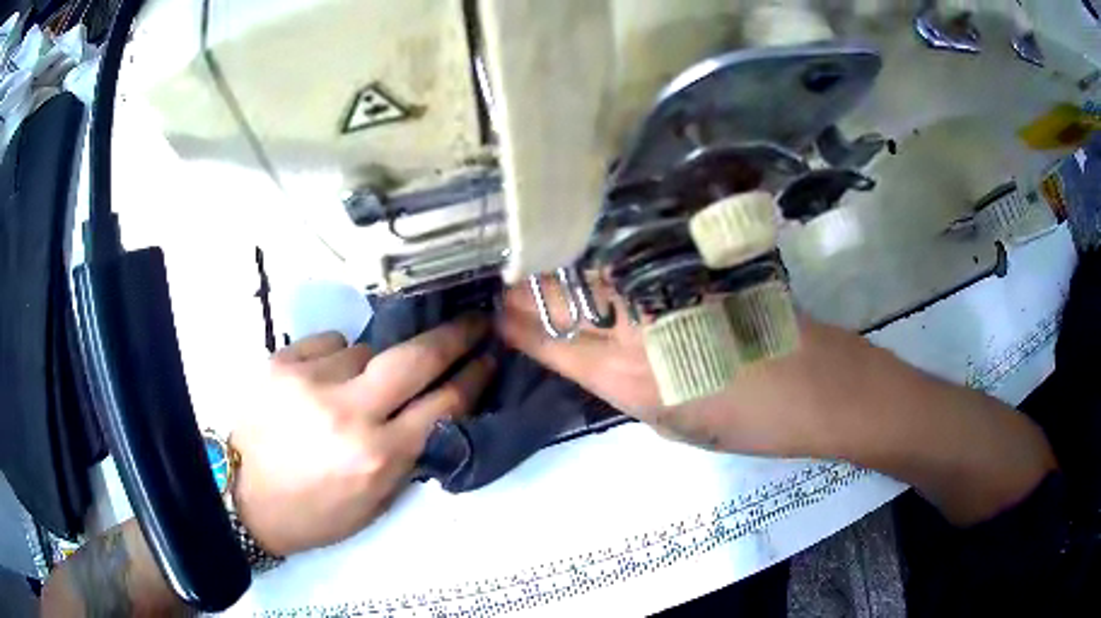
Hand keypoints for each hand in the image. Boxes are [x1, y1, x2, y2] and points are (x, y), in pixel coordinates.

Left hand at [232, 316, 494, 555]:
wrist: (243, 498)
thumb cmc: (314, 513)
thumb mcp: (375, 504)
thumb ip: (408, 457)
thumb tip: (436, 412)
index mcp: (378, 456)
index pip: (443, 405)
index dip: (472, 377)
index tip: (488, 356)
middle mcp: (349, 412)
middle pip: (415, 358)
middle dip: (453, 335)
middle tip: (472, 320)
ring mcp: (312, 380)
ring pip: (366, 349)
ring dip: (373, 364)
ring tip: (354, 388)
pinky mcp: (282, 362)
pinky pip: (329, 342)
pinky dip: (335, 357)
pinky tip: (322, 381)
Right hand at [501, 280, 1053, 524]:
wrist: (822, 388)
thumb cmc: (753, 423)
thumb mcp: (675, 426)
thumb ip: (628, 388)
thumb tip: (597, 358)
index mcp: (631, 379)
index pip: (550, 341)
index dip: (516, 324)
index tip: (492, 310)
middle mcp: (640, 327)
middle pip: (564, 294)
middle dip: (526, 286)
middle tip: (501, 279)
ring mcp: (669, 291)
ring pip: (595, 271)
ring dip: (560, 269)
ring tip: (532, 265)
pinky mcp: (696, 270)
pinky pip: (633, 264)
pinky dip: (604, 263)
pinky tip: (592, 261)